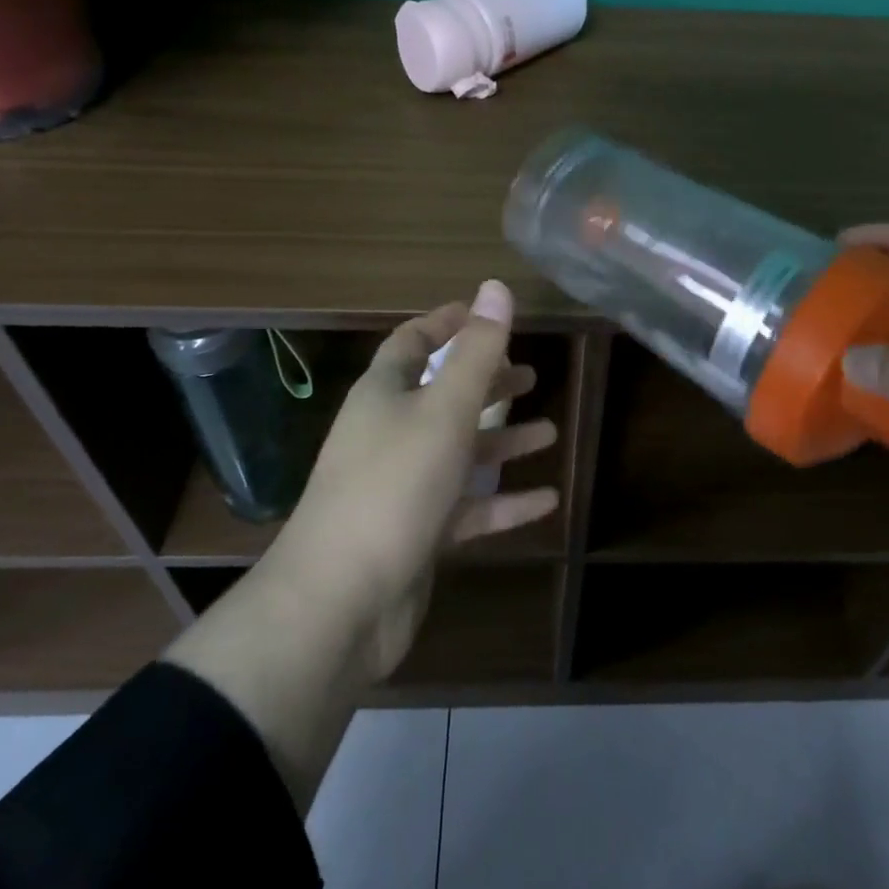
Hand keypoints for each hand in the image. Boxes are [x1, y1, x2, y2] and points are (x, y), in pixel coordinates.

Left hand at [267, 280, 560, 676]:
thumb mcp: (444, 410)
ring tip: (548, 431)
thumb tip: (496, 287)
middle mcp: (389, 434)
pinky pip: (467, 508)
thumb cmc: (394, 485)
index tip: (487, 314)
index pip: (413, 343)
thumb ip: (477, 351)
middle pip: (441, 396)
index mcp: (384, 395)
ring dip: (502, 442)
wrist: (340, 601)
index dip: (448, 324)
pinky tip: (547, 501)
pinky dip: (504, 502)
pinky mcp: (416, 534)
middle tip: (530, 375)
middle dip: (485, 383)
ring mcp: (402, 487)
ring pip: (459, 453)